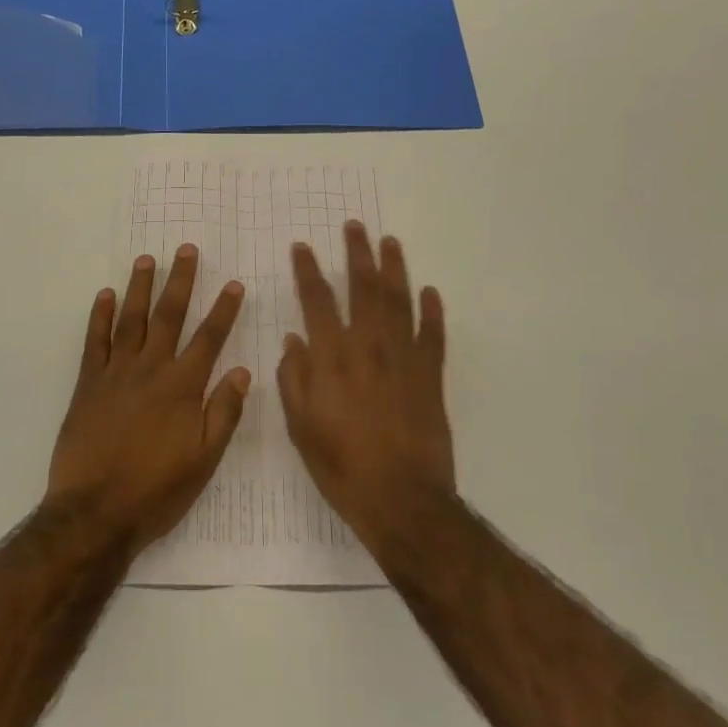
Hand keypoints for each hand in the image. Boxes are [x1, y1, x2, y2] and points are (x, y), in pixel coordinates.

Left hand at [46, 245, 250, 555]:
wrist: (95, 512)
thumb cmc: (156, 490)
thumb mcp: (204, 460)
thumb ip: (224, 413)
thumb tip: (244, 372)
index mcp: (182, 387)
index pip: (209, 338)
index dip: (224, 310)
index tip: (234, 284)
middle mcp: (151, 369)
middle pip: (168, 315)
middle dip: (180, 281)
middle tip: (186, 249)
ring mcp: (116, 373)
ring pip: (131, 319)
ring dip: (140, 287)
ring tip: (147, 259)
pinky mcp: (88, 383)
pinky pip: (95, 341)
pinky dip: (100, 316)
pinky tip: (105, 294)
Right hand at [279, 221, 455, 551]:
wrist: (402, 500)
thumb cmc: (342, 466)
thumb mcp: (301, 427)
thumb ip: (294, 378)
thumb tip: (294, 340)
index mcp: (332, 358)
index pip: (317, 301)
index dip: (308, 270)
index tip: (302, 247)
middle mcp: (369, 347)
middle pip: (363, 288)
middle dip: (357, 254)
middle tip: (355, 226)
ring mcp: (404, 360)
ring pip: (400, 302)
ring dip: (395, 269)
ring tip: (390, 242)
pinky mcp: (431, 377)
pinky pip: (433, 336)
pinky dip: (432, 312)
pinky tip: (431, 292)